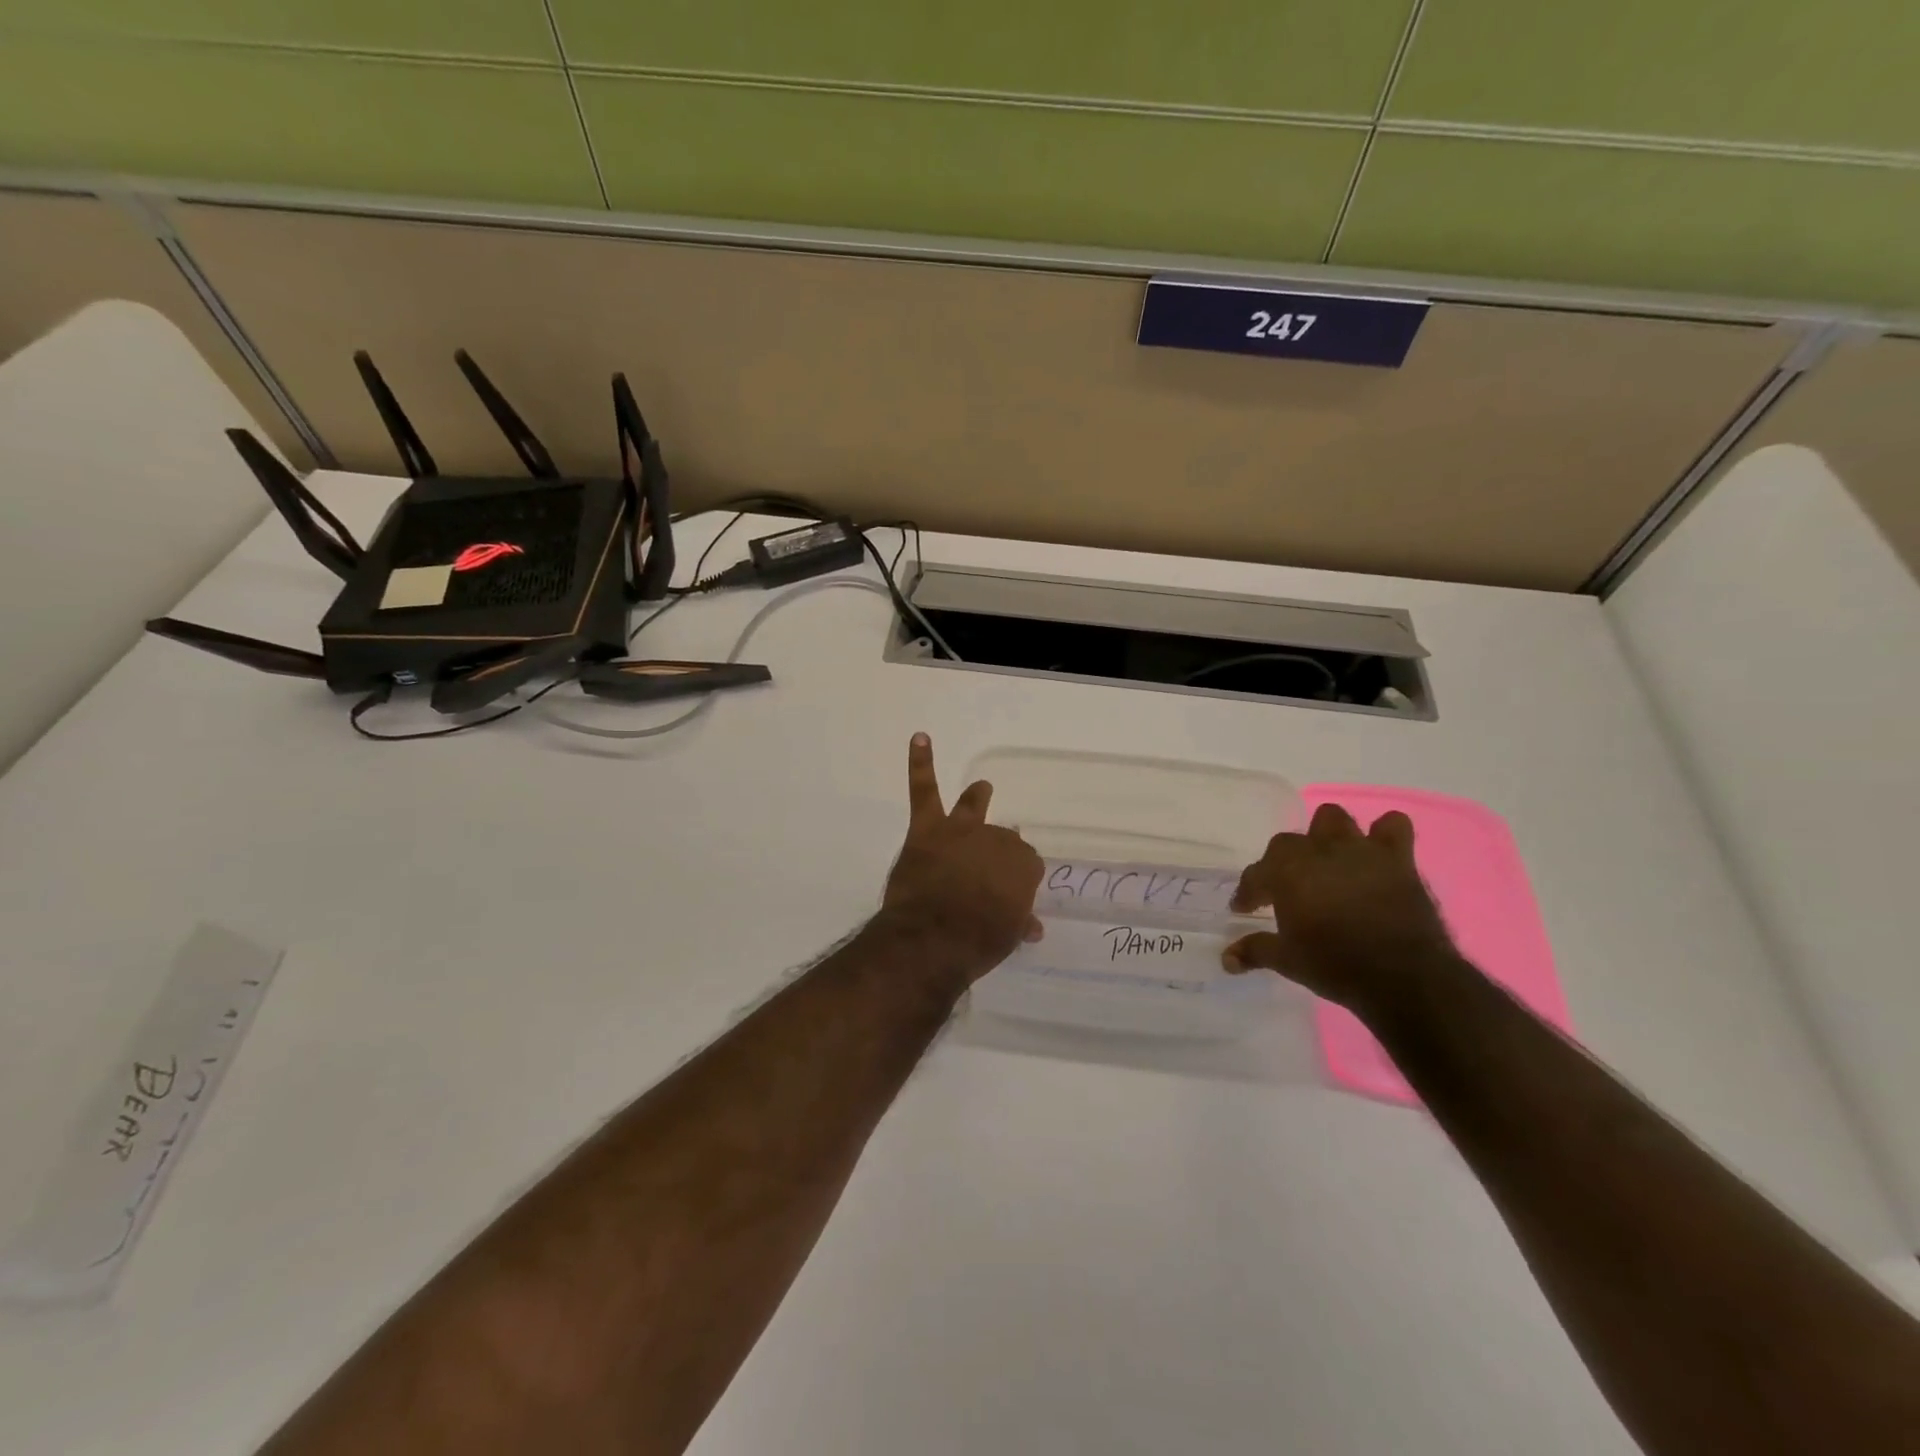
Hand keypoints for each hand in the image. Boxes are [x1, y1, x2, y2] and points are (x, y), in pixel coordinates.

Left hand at [879, 734, 1043, 981]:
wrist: (933, 938)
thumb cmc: (978, 942)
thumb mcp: (1008, 937)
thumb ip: (1019, 923)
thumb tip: (1031, 927)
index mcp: (1022, 866)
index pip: (1027, 863)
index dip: (1018, 877)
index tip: (1011, 892)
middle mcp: (996, 840)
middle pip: (1002, 838)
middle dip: (998, 851)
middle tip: (988, 870)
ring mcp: (961, 830)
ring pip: (972, 808)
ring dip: (976, 799)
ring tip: (981, 790)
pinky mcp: (927, 829)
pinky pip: (924, 790)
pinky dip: (921, 762)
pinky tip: (920, 738)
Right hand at [1222, 802, 1462, 1014]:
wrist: (1404, 978)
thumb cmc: (1335, 966)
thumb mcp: (1287, 961)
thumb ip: (1254, 951)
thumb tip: (1227, 959)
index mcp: (1285, 872)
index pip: (1255, 875)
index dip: (1248, 893)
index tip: (1245, 909)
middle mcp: (1317, 851)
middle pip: (1287, 844)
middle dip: (1282, 863)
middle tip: (1286, 890)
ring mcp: (1358, 850)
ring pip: (1331, 819)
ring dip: (1325, 836)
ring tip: (1327, 860)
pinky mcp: (1396, 858)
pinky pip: (1392, 826)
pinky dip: (1383, 834)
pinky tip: (1377, 852)